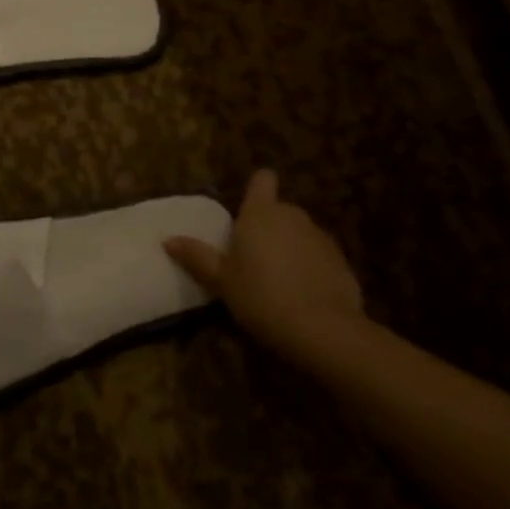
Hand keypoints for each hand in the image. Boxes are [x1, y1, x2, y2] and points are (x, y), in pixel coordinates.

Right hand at [165, 170, 368, 368]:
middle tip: (251, 257)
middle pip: (279, 210)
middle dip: (268, 227)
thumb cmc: (261, 296)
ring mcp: (321, 237)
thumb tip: (168, 240)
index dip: (256, 189)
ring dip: (289, 247)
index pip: (262, 180)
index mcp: (261, 214)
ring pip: (300, 233)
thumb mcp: (222, 281)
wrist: (322, 329)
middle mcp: (293, 216)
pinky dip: (310, 268)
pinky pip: (318, 256)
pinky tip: (302, 295)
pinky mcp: (341, 261)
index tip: (246, 208)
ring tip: (277, 280)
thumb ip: (197, 257)